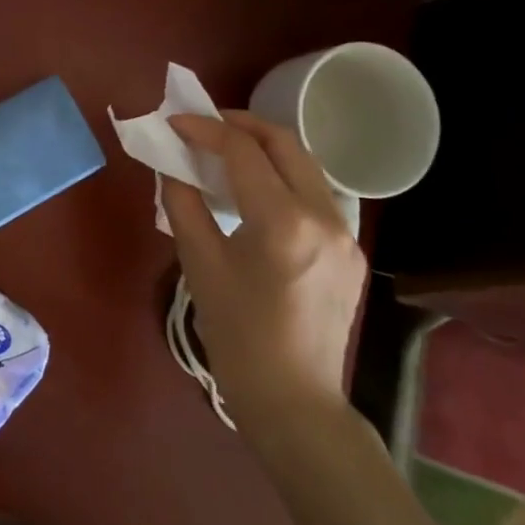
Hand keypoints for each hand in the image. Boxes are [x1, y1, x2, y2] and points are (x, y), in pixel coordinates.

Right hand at [161, 111, 367, 447]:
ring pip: (306, 164)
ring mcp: (346, 232)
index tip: (175, 122)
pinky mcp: (351, 250)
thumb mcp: (200, 265)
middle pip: (285, 142)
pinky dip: (284, 177)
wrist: (295, 401)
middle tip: (204, 125)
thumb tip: (173, 165)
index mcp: (283, 221)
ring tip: (228, 151)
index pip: (242, 150)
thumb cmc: (238, 337)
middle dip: (242, 124)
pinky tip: (259, 192)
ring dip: (266, 147)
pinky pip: (316, 193)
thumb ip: (183, 203)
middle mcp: (324, 215)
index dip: (204, 128)